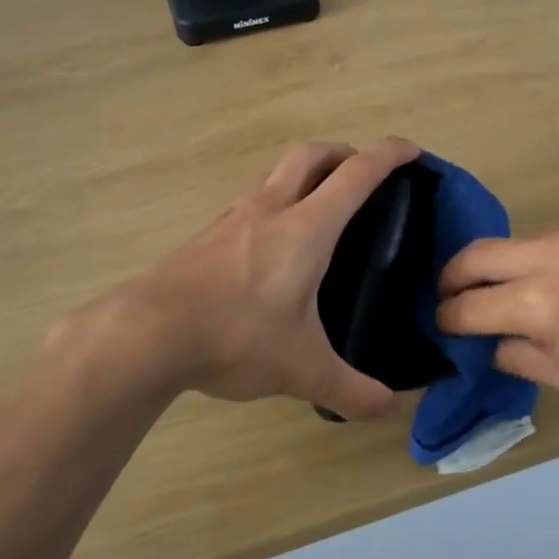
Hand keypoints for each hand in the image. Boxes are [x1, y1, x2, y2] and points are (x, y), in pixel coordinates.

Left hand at [95, 138, 420, 419]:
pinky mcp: (205, 237)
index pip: (356, 175)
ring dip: (302, 175)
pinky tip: (268, 245)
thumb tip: (390, 409)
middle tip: (361, 172)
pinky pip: (248, 204)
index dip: (388, 155)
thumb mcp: (302, 371)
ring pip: (274, 175)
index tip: (411, 150)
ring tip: (317, 208)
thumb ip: (352, 391)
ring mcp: (231, 219)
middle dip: (342, 153)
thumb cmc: (236, 337)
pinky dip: (271, 205)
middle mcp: (269, 210)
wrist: (147, 334)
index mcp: (306, 229)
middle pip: (310, 155)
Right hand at [436, 228, 558, 409]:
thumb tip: (486, 339)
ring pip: (513, 243)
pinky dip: (536, 261)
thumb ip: (514, 354)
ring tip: (500, 290)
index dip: (448, 317)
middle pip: (476, 254)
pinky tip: (554, 282)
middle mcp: (551, 256)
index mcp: (541, 302)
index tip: (441, 323)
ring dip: (497, 267)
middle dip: (452, 277)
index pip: (471, 305)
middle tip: (447, 295)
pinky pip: (550, 240)